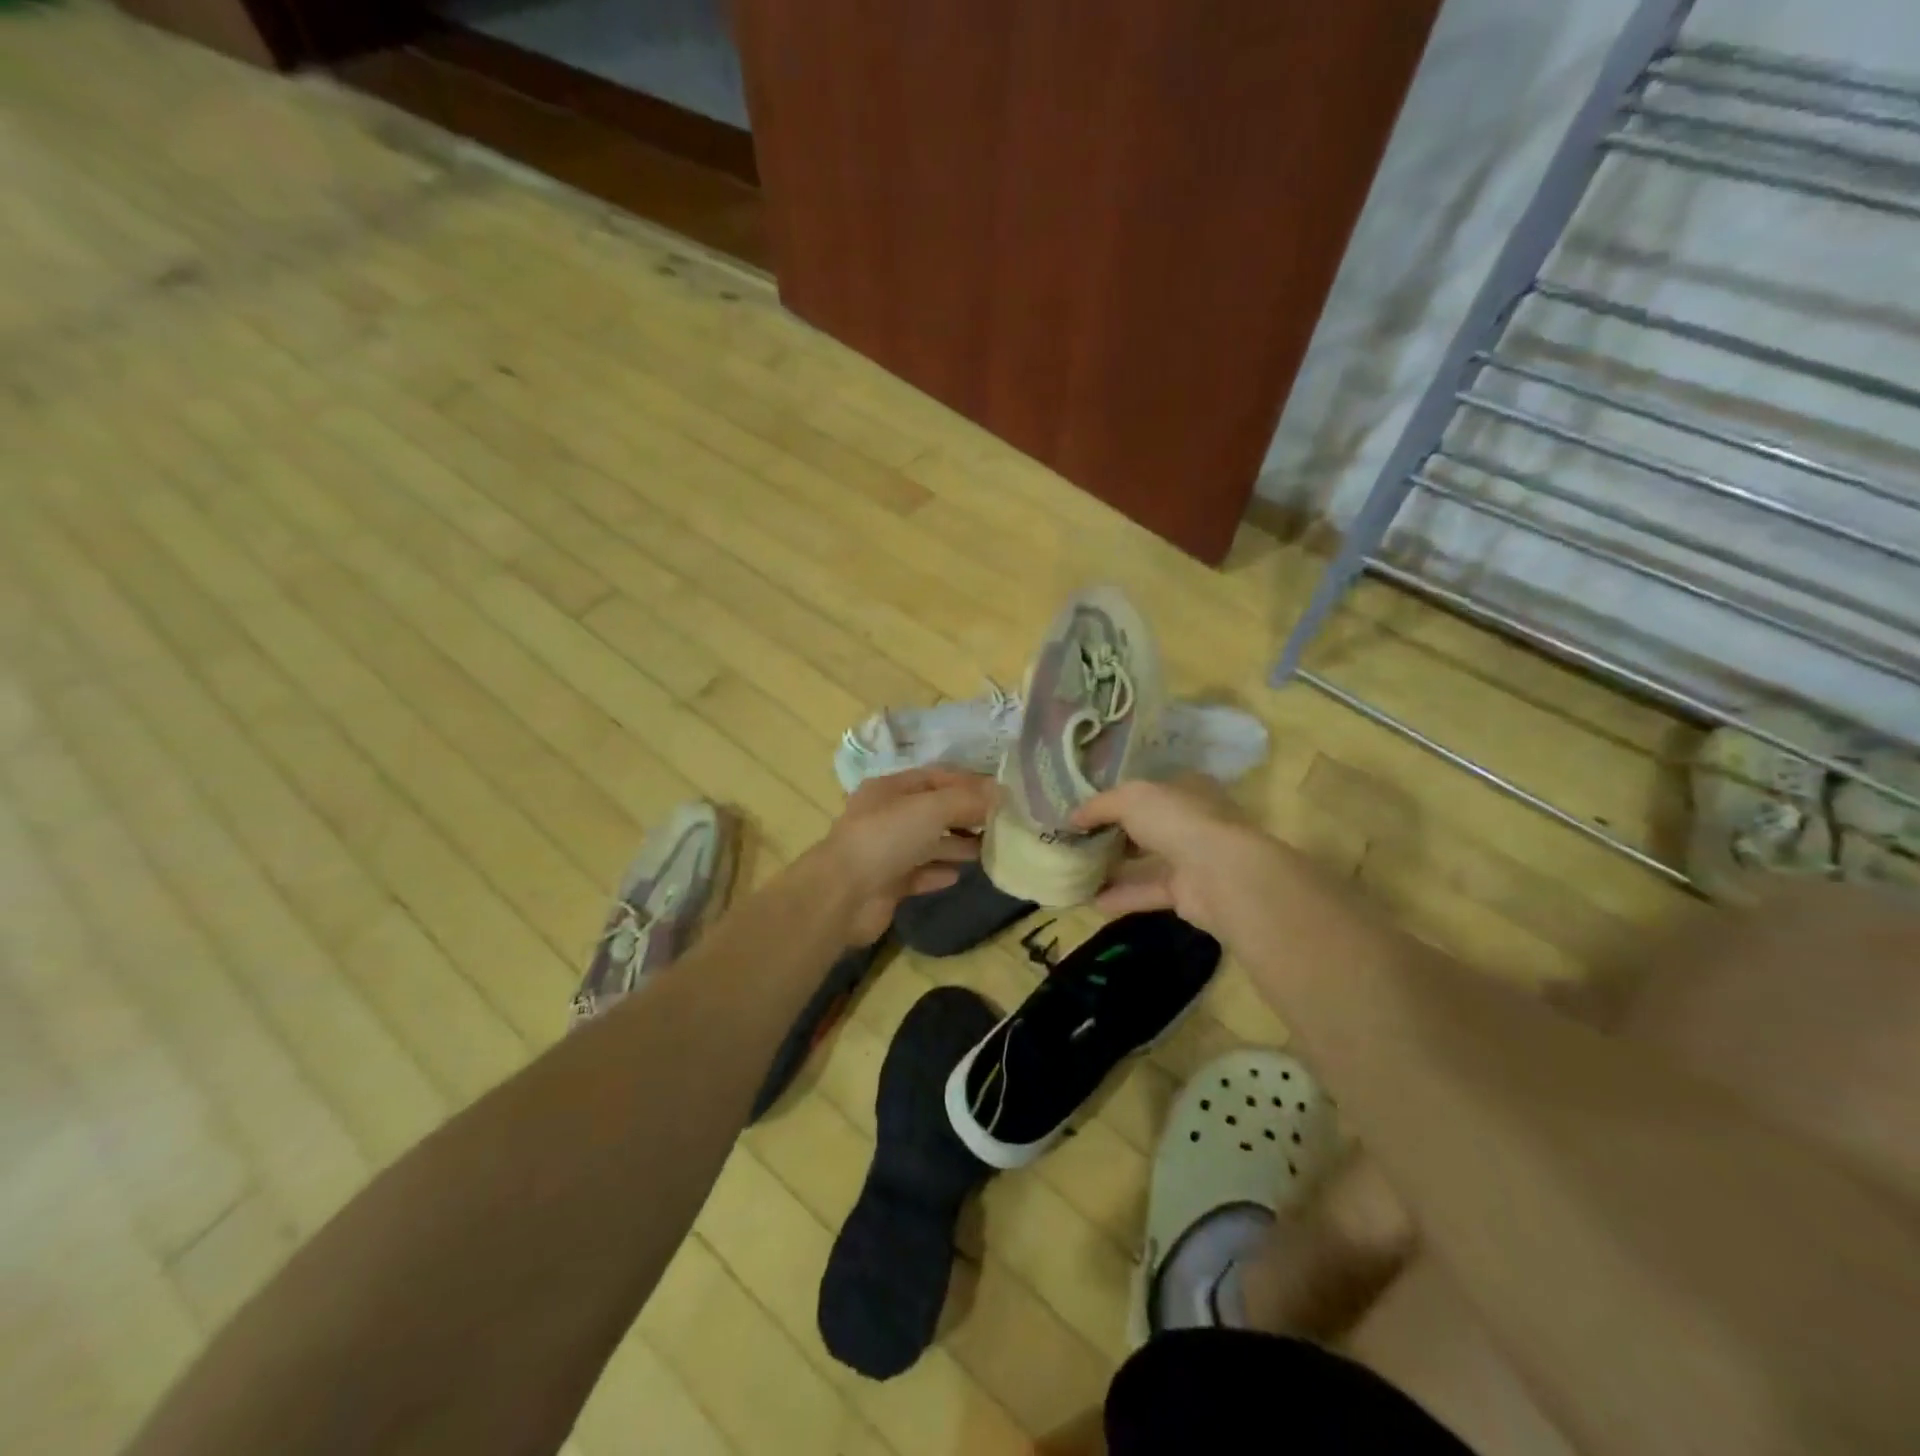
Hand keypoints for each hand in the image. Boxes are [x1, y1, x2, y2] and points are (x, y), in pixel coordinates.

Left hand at [814, 769, 996, 943]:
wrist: (842, 895)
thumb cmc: (886, 838)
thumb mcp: (930, 808)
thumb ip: (966, 799)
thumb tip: (999, 793)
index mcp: (891, 789)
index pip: (936, 778)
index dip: (968, 783)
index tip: (1001, 795)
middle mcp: (887, 817)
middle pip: (934, 811)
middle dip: (966, 816)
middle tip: (1001, 826)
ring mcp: (886, 852)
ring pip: (929, 844)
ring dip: (957, 845)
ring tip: (989, 850)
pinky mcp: (888, 884)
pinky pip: (920, 874)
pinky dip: (938, 873)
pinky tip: (959, 876)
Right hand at [1071, 777, 1290, 939]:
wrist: (1220, 874)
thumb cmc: (1177, 821)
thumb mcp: (1130, 798)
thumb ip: (1099, 805)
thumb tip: (1071, 817)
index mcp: (1185, 789)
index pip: (1148, 790)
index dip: (1116, 798)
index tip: (1085, 810)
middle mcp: (1191, 821)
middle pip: (1146, 827)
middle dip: (1113, 834)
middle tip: (1077, 842)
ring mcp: (1193, 858)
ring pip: (1147, 861)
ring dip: (1114, 868)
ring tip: (1078, 872)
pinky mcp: (1189, 893)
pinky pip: (1148, 891)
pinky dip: (1122, 896)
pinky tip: (1091, 901)